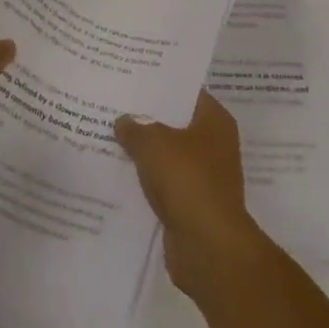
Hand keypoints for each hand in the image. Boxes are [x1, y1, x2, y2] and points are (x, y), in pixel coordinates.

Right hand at [115, 92, 269, 297]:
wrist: (208, 248)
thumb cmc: (187, 181)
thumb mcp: (153, 144)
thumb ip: (135, 128)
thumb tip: (123, 121)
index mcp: (215, 120)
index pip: (186, 92)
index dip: (161, 85)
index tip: (134, 79)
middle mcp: (215, 145)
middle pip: (177, 124)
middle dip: (149, 118)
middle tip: (116, 106)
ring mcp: (206, 177)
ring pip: (170, 155)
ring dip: (147, 152)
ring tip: (112, 137)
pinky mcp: (193, 205)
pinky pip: (166, 184)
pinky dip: (148, 181)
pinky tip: (121, 174)